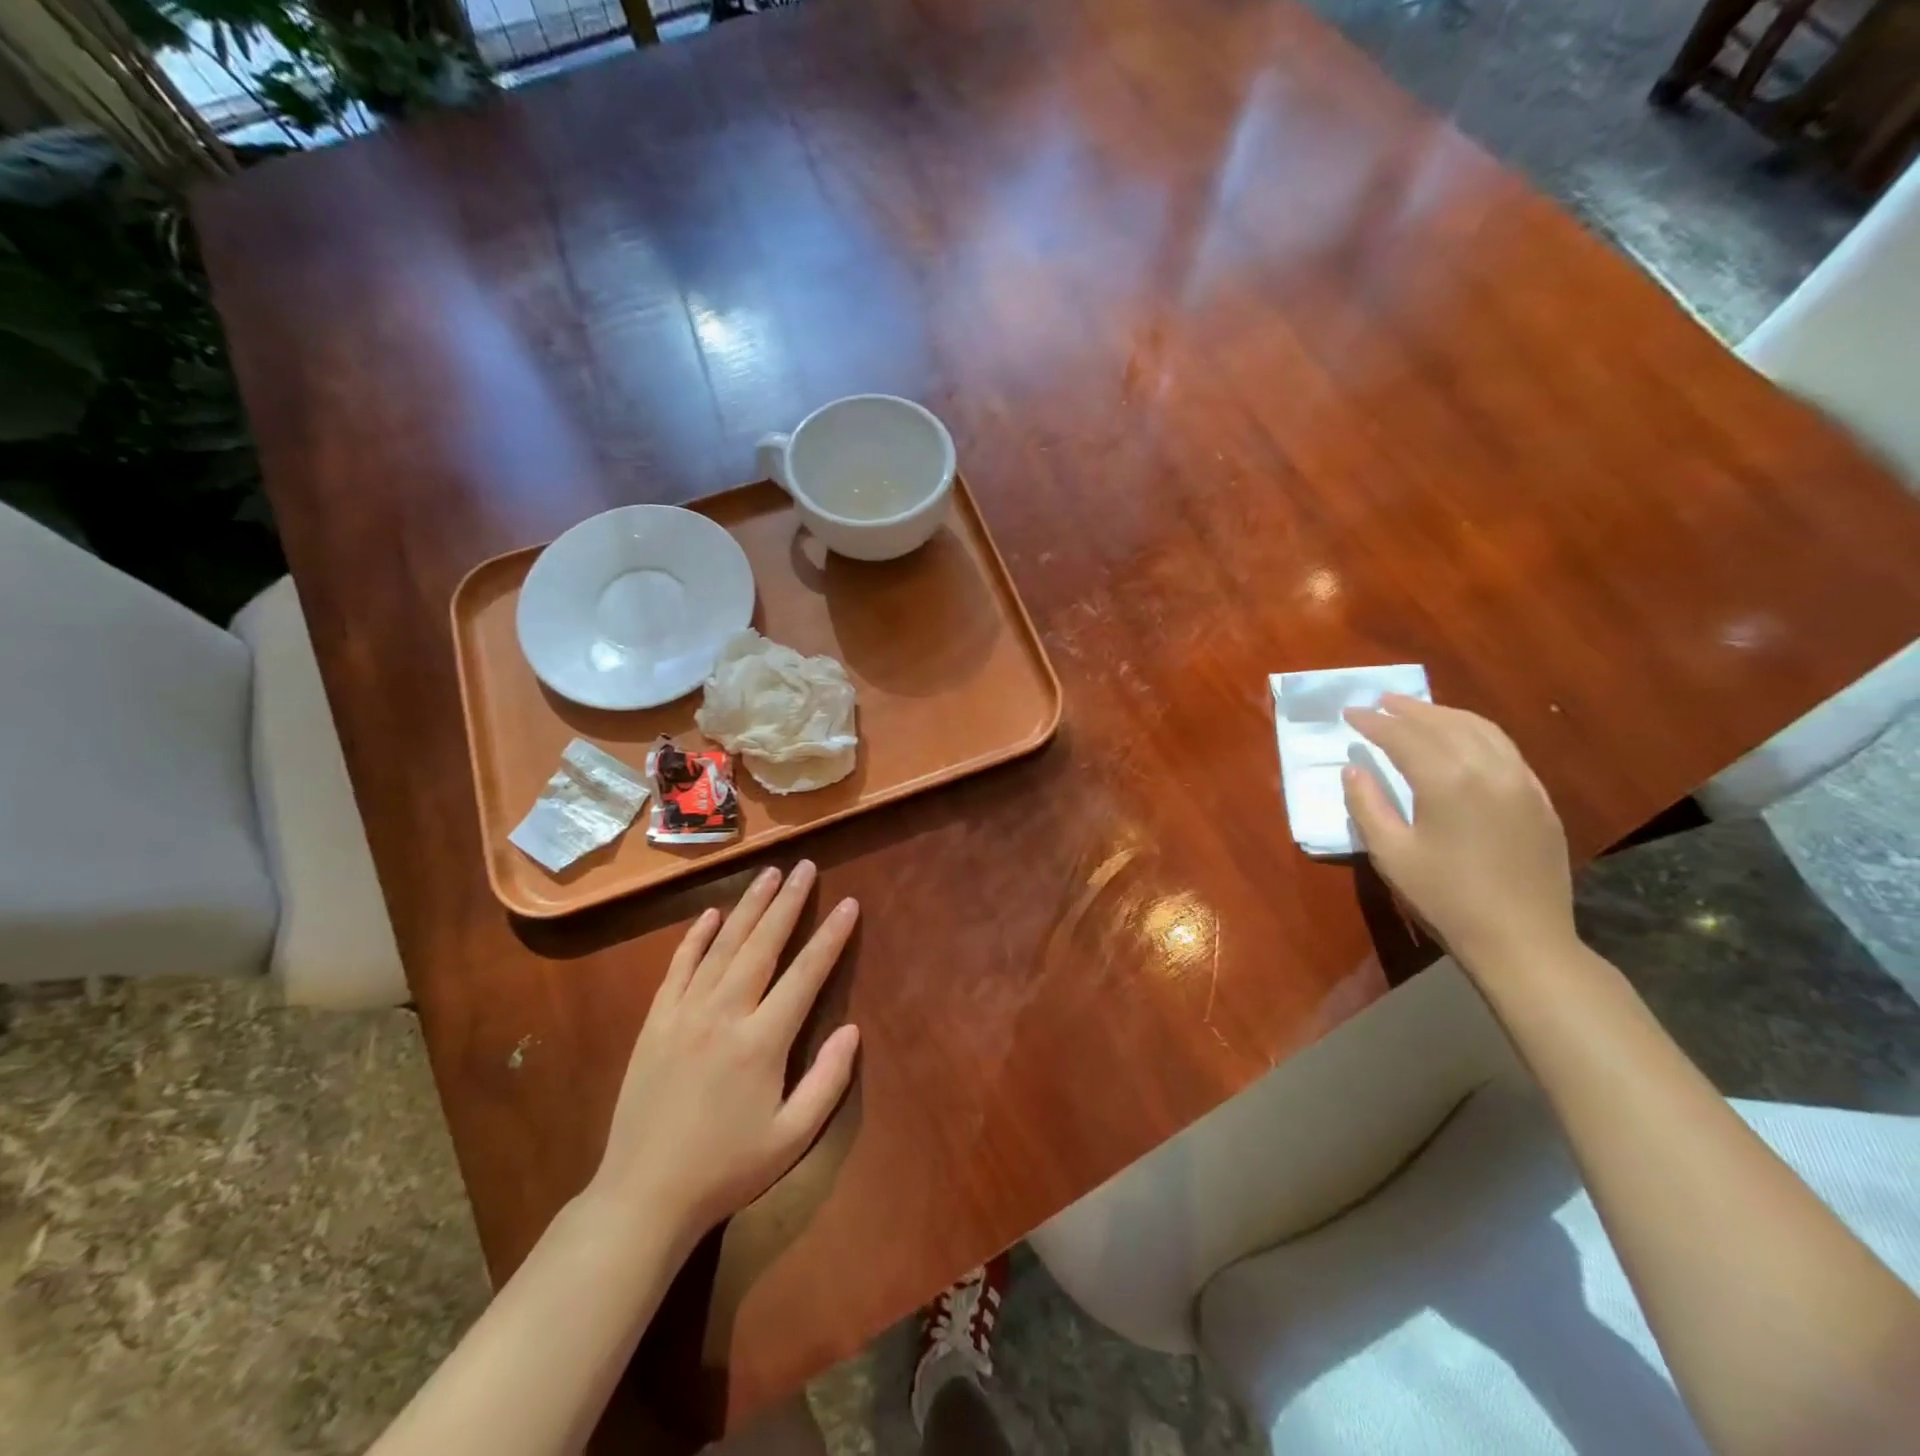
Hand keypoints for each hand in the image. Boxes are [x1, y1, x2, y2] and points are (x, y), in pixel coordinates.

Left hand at [590, 860, 860, 1238]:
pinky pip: (679, 967)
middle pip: (762, 944)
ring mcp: (684, 1013)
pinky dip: (696, 937)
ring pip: (722, 946)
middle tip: (805, 866)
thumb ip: (827, 1081)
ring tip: (769, 874)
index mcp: (761, 1042)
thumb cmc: (726, 1169)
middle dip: (788, 902)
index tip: (848, 904)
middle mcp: (724, 1015)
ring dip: (748, 906)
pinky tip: (710, 914)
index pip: (805, 975)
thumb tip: (852, 1029)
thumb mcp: (791, 1138)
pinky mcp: (656, 1022)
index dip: (830, 937)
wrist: (643, 1195)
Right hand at [1342, 696, 1575, 971]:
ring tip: (1417, 711)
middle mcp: (1487, 769)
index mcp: (1446, 781)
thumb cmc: (1445, 897)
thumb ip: (1367, 805)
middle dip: (1408, 709)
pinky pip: (1506, 749)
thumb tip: (1354, 769)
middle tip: (1380, 702)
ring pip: (1481, 729)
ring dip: (1444, 714)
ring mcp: (1520, 781)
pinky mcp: (1538, 798)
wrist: (1521, 939)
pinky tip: (1462, 739)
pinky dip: (1476, 732)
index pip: (1403, 736)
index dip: (1373, 722)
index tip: (1349, 714)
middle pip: (1443, 724)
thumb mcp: (1390, 854)